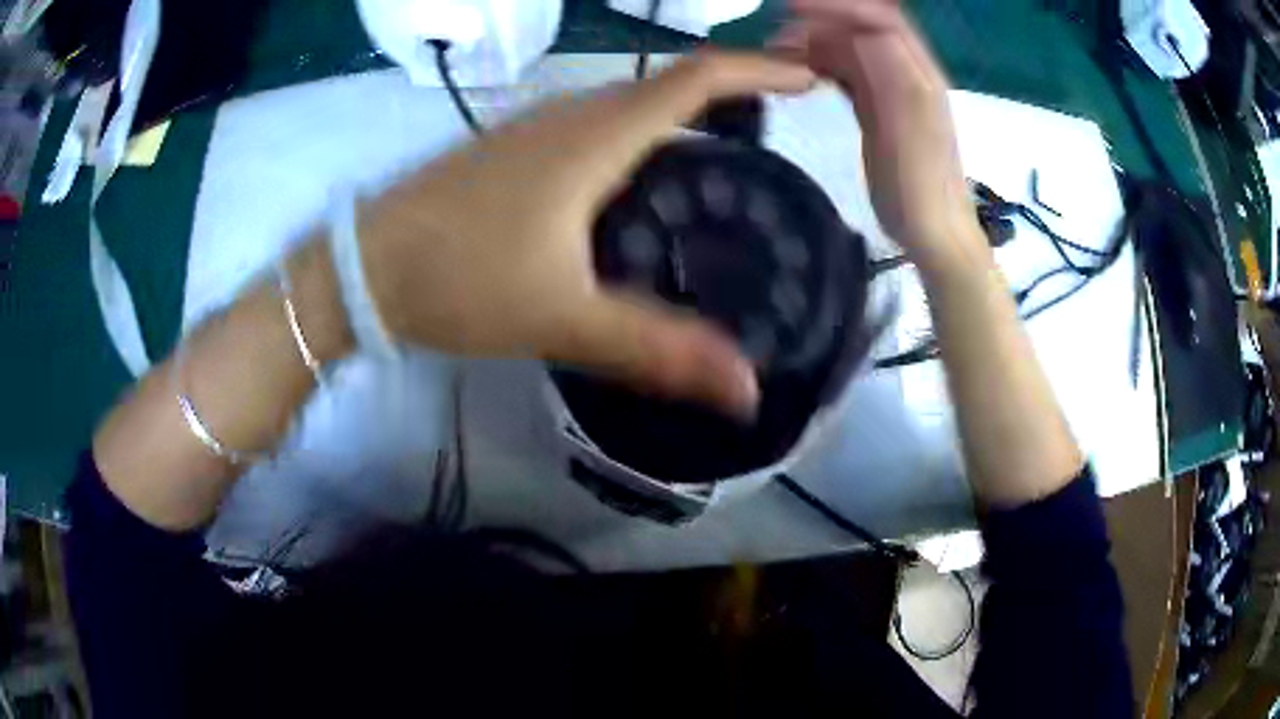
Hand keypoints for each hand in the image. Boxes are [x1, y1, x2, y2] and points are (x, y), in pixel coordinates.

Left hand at [358, 53, 814, 415]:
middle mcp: (572, 116)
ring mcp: (539, 130)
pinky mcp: (518, 152)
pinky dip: (646, 142)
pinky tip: (653, 186)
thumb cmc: (457, 280)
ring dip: (689, 119)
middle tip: (783, 138)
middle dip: (736, 96)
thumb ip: (657, 349)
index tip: (808, 82)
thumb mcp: (562, 318)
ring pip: (633, 107)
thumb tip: (747, 389)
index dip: (759, 72)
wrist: (363, 269)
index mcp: (595, 136)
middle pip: (671, 86)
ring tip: (736, 163)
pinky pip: (602, 129)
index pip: (696, 78)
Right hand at [775, 0, 984, 272]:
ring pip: (849, 47)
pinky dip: (821, 66)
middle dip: (821, 21)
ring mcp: (891, 89)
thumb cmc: (922, 185)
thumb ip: (891, 73)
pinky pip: (846, 72)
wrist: (932, 233)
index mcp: (917, 72)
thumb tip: (860, 30)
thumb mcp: (910, 127)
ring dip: (815, 43)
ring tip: (780, 55)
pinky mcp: (878, 108)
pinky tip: (801, 76)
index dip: (839, 5)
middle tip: (777, 35)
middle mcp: (905, 71)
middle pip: (861, 26)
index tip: (792, 6)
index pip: (879, 17)